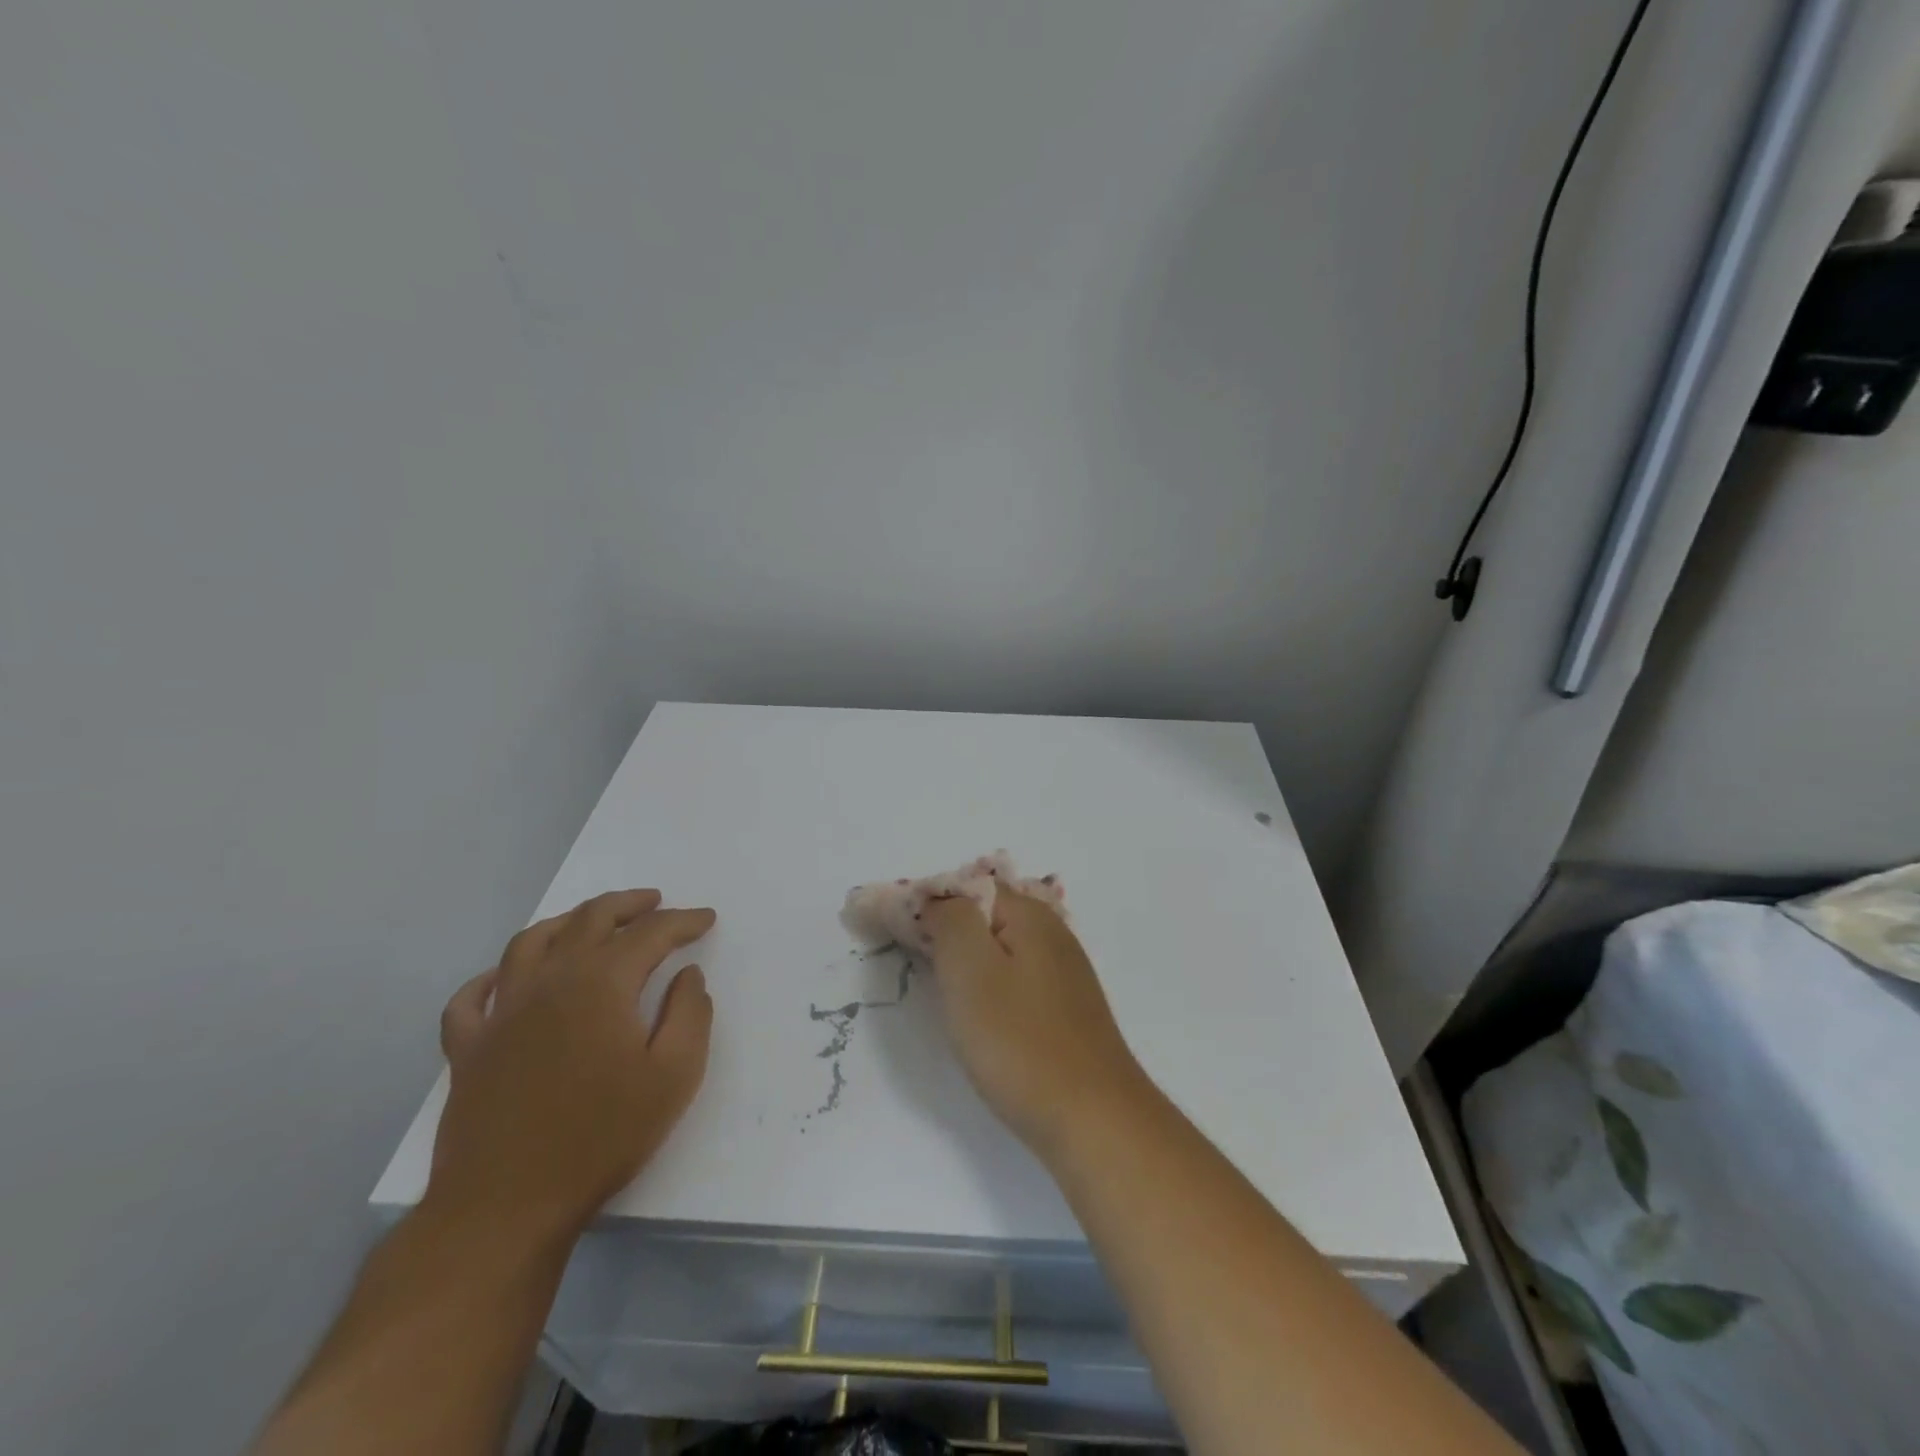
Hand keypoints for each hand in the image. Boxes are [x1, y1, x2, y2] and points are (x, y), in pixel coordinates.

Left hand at [429, 890, 715, 1234]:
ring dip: (567, 921)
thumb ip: (690, 1014)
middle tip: (655, 903)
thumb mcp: (674, 1075)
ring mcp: (502, 1013)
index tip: (706, 919)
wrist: (506, 1206)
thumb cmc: (602, 1136)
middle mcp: (549, 981)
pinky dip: (492, 977)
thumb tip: (687, 976)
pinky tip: (507, 978)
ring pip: (530, 942)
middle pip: (589, 920)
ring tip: (591, 921)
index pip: (650, 934)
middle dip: (628, 905)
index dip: (683, 921)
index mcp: (601, 983)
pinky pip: (472, 997)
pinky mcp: (468, 1049)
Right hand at [922, 888, 1145, 1156]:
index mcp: (1029, 914)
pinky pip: (1015, 977)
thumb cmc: (1020, 1041)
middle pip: (984, 913)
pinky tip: (978, 1013)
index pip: (966, 885)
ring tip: (936, 986)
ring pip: (1000, 947)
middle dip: (943, 927)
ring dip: (964, 957)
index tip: (889, 929)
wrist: (1094, 1119)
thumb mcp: (970, 969)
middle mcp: (1052, 933)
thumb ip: (949, 919)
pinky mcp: (1066, 1009)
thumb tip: (936, 899)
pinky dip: (988, 984)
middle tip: (907, 959)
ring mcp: (1064, 972)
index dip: (925, 901)